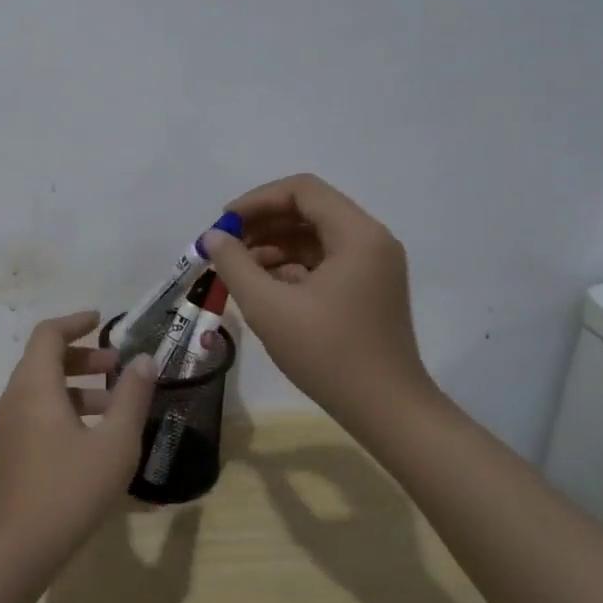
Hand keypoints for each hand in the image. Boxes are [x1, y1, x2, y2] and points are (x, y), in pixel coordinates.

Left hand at [0, 311, 156, 570]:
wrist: (15, 550)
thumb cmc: (68, 491)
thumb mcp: (114, 444)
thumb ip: (132, 397)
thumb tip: (144, 360)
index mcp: (35, 385)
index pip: (48, 333)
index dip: (75, 322)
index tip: (102, 321)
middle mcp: (16, 397)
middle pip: (45, 358)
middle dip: (82, 355)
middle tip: (117, 366)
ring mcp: (9, 425)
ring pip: (42, 387)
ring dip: (77, 384)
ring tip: (115, 403)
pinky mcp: (11, 449)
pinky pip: (37, 410)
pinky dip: (65, 406)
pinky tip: (94, 436)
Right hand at [204, 174, 438, 423]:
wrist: (388, 412)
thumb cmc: (329, 354)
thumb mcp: (269, 307)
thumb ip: (235, 264)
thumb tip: (213, 237)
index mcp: (357, 234)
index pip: (302, 190)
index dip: (258, 200)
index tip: (224, 223)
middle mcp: (370, 240)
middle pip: (309, 210)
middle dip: (263, 223)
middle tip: (225, 245)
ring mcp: (372, 266)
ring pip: (314, 237)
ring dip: (274, 245)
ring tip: (237, 269)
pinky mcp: (368, 289)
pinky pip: (324, 261)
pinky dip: (291, 266)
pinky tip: (262, 286)